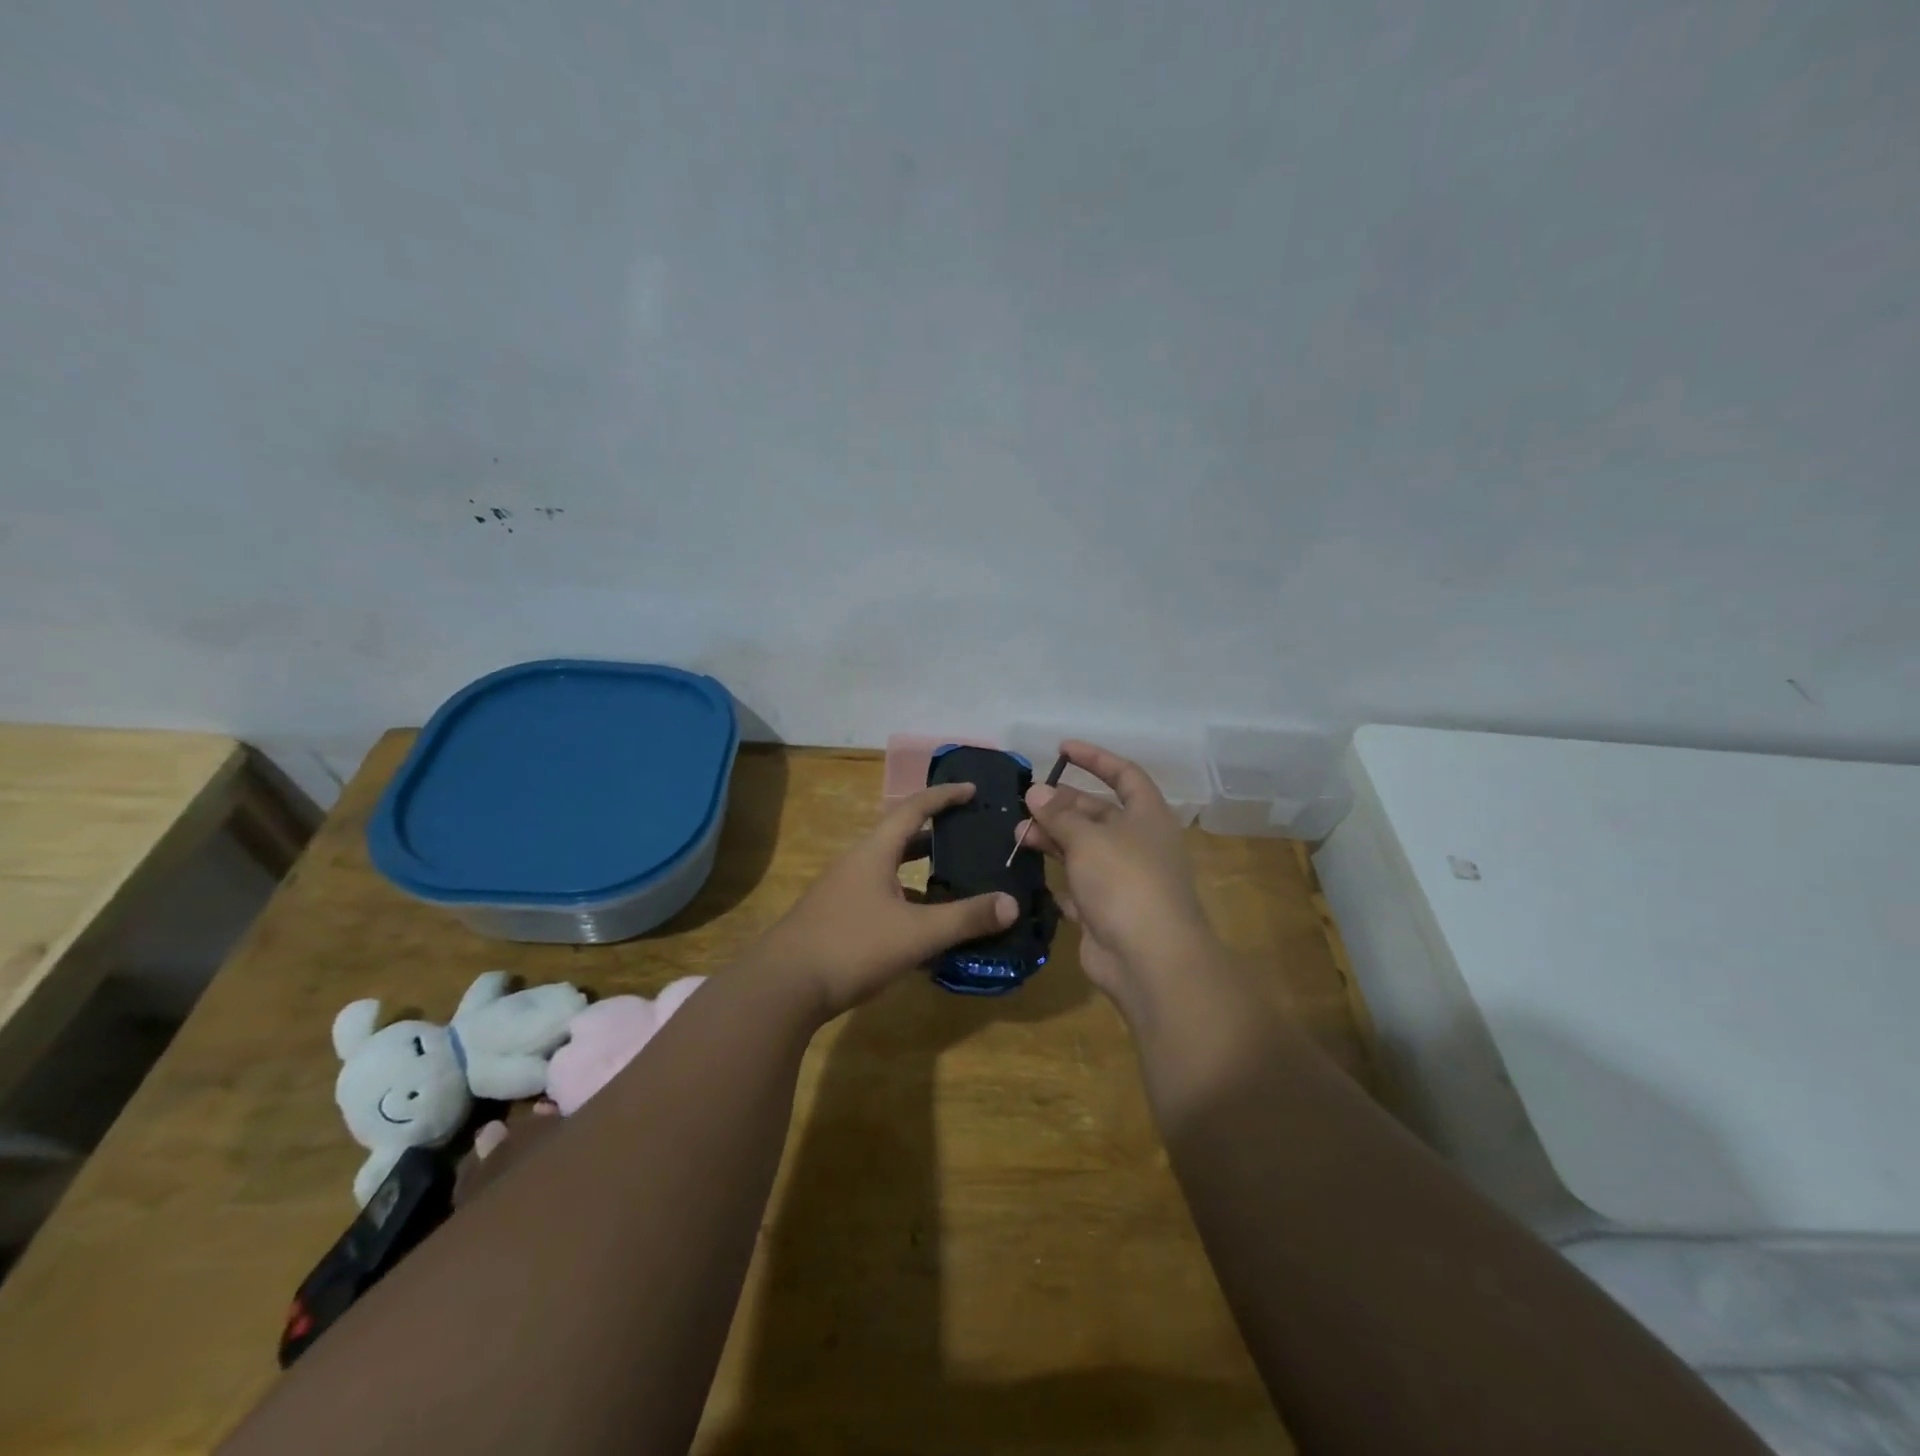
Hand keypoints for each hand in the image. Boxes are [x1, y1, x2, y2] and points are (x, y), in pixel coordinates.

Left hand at [760, 783, 1016, 1017]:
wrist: (781, 987)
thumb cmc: (851, 947)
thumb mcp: (917, 933)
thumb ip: (965, 918)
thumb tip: (1012, 904)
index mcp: (874, 853)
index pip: (913, 809)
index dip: (944, 796)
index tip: (971, 789)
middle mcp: (857, 864)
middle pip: (901, 838)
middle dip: (936, 835)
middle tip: (970, 837)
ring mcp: (842, 893)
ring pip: (890, 872)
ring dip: (921, 874)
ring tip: (955, 883)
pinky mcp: (836, 920)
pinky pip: (881, 899)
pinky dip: (907, 904)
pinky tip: (924, 931)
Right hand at [1017, 741, 1224, 1011]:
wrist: (1149, 960)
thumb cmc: (1125, 883)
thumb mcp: (1088, 838)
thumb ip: (1059, 814)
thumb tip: (1036, 791)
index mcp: (1147, 818)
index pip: (1125, 775)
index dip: (1096, 758)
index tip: (1062, 749)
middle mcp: (1137, 844)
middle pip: (1097, 813)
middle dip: (1061, 805)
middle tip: (1024, 804)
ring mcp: (1122, 880)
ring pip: (1082, 850)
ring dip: (1052, 839)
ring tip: (1017, 836)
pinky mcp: (1104, 912)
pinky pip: (1076, 887)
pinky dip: (1055, 878)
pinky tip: (1027, 871)